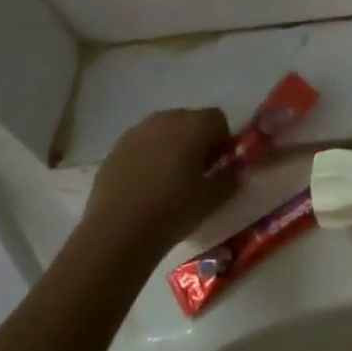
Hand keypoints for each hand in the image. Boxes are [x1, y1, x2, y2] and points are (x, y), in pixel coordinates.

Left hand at [78, 108, 236, 264]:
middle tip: (197, 171)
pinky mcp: (115, 148)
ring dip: (172, 146)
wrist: (117, 232)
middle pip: (190, 120)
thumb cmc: (173, 211)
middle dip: (197, 140)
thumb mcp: (212, 199)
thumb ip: (230, 178)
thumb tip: (236, 170)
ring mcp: (137, 132)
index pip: (218, 119)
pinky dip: (149, 155)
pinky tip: (145, 185)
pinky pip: (142, 143)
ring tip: (170, 178)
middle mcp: (165, 119)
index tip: (220, 165)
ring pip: (164, 130)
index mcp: (194, 126)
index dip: (223, 140)